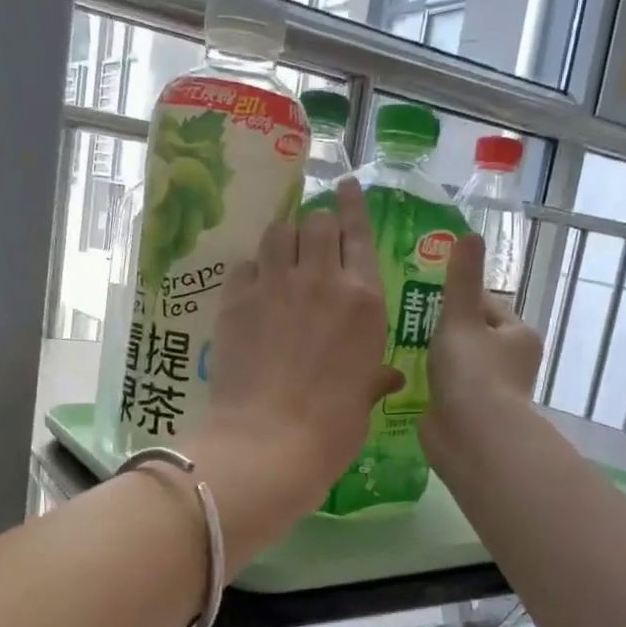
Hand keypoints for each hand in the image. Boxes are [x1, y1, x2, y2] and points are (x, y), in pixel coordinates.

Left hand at [186, 179, 400, 547]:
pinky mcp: (236, 300)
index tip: (345, 185)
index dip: (352, 204)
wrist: (269, 440)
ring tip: (282, 255)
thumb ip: (374, 376)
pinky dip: (253, 269)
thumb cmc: (332, 427)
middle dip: (316, 225)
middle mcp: (322, 280)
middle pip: (316, 222)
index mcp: (364, 300)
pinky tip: (254, 286)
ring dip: (283, 238)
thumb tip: (389, 377)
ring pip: (278, 232)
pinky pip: (245, 264)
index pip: (359, 233)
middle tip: (313, 241)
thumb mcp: (363, 399)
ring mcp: (275, 286)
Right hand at [420, 233, 544, 464]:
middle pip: (469, 333)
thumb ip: (461, 280)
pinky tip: (398, 375)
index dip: (457, 296)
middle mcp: (507, 362)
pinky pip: (442, 388)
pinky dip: (425, 382)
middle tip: (402, 315)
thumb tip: (470, 234)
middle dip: (440, 327)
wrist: (472, 438)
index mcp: (517, 335)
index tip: (424, 292)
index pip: (486, 305)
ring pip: (454, 362)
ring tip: (395, 342)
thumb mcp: (463, 319)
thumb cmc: (473, 373)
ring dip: (431, 356)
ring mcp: (485, 390)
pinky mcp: (464, 413)